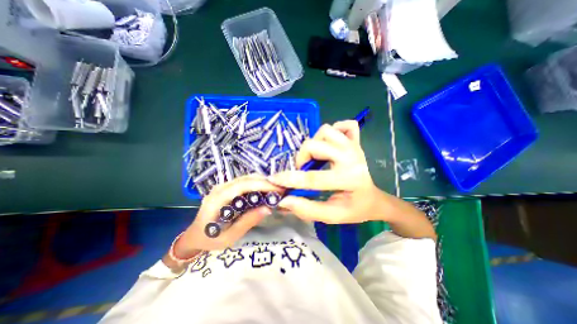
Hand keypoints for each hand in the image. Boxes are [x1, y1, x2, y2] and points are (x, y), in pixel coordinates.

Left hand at [174, 175, 283, 257]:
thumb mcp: (228, 237)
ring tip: (274, 189)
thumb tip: (268, 208)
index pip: (243, 185)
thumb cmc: (209, 240)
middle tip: (280, 189)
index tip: (278, 189)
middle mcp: (220, 188)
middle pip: (246, 178)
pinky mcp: (225, 188)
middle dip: (265, 182)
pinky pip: (243, 182)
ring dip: (262, 182)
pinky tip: (264, 190)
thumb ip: (247, 222)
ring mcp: (222, 186)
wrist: (193, 236)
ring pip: (246, 178)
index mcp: (217, 199)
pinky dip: (256, 184)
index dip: (262, 185)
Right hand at [268, 120, 383, 223]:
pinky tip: (331, 145)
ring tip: (315, 157)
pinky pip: (344, 125)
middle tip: (302, 169)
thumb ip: (307, 210)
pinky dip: (335, 130)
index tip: (273, 179)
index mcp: (348, 179)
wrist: (373, 198)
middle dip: (301, 157)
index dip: (289, 179)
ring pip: (325, 130)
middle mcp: (351, 157)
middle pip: (314, 145)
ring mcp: (354, 146)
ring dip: (315, 143)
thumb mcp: (332, 215)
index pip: (313, 178)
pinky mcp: (356, 141)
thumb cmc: (354, 209)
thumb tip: (284, 201)